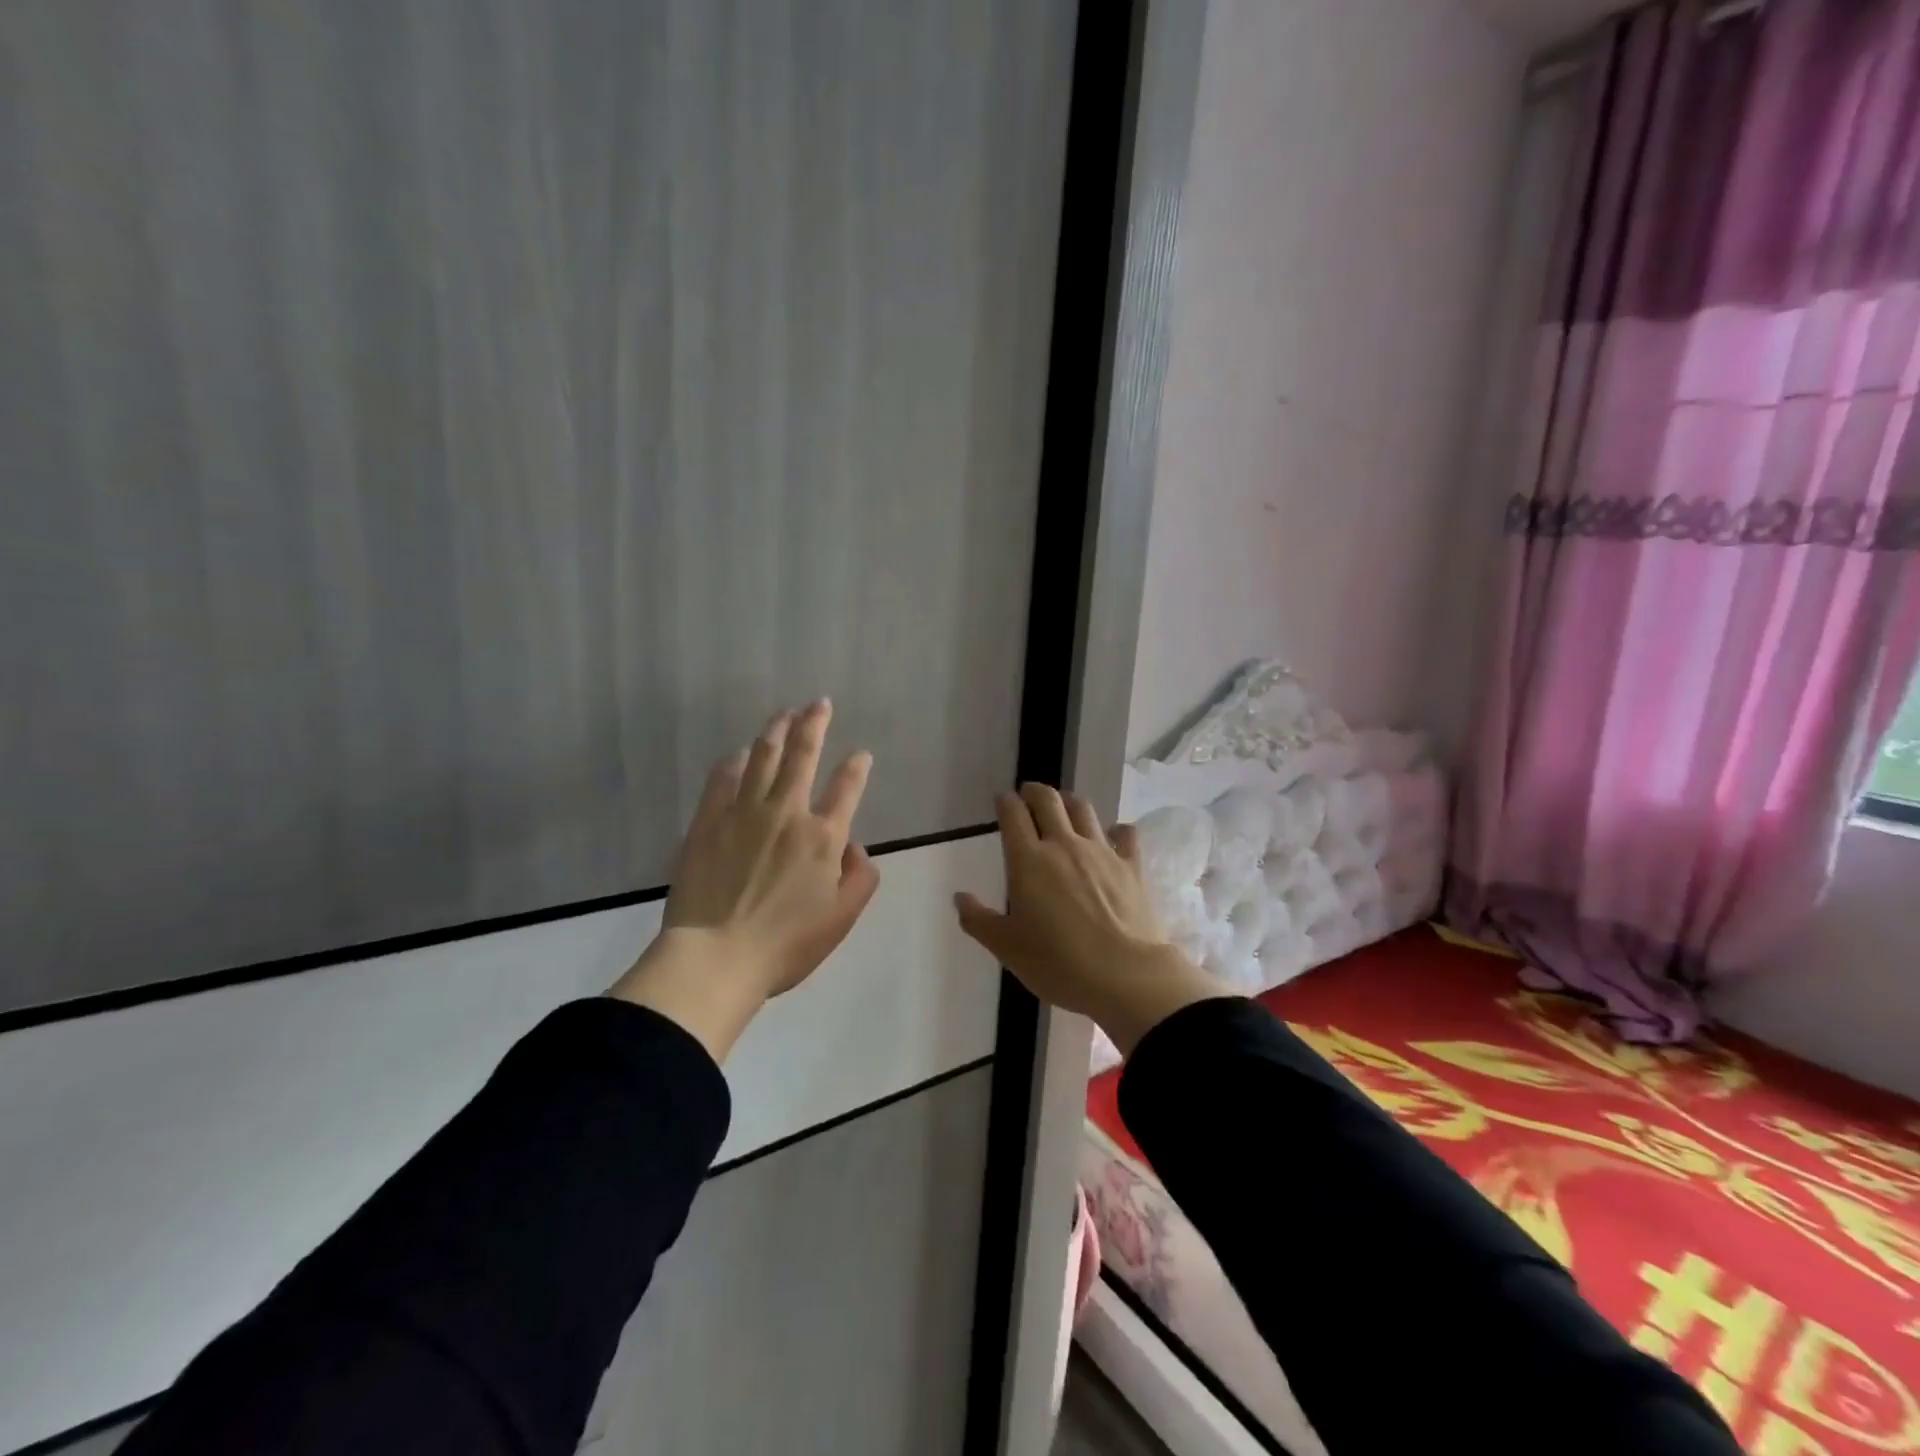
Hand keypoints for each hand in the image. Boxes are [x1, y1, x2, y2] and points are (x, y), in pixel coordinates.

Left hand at [609, 700, 879, 1061]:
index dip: (856, 767)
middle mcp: (786, 812)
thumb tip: (856, 846)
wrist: (717, 956)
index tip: (860, 754)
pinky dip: (734, 761)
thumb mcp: (842, 918)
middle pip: (803, 755)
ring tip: (783, 712)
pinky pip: (723, 779)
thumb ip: (861, 878)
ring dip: (776, 730)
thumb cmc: (786, 944)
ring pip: (763, 756)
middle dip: (814, 724)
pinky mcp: (708, 821)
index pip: (846, 788)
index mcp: (823, 836)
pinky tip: (739, 753)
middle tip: (818, 703)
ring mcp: (744, 812)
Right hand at [954, 784, 1229, 1057]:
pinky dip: (1116, 830)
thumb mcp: (1007, 948)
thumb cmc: (1058, 963)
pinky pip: (1125, 834)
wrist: (1124, 976)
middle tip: (1029, 794)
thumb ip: (978, 920)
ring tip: (1064, 807)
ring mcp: (1101, 851)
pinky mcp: (1132, 865)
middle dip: (1035, 792)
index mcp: (1028, 861)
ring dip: (1069, 802)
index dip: (1006, 802)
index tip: (1003, 800)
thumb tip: (960, 897)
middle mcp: (1063, 845)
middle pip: (1048, 801)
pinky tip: (1113, 836)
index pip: (1013, 815)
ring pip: (1083, 809)